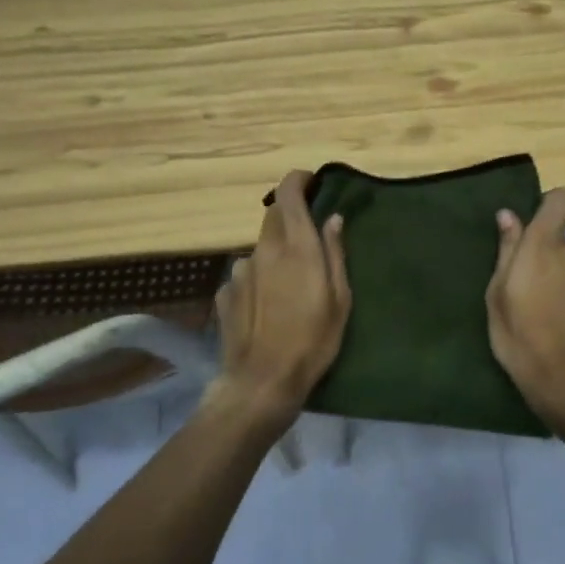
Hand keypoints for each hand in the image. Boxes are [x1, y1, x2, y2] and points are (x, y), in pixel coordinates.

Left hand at [208, 170, 350, 430]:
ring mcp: (240, 271)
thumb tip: (333, 219)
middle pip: (273, 217)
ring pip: (260, 248)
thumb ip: (335, 253)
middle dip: (290, 217)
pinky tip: (266, 306)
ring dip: (275, 253)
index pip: (288, 194)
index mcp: (296, 246)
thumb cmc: (313, 341)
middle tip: (309, 239)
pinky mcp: (224, 293)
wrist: (262, 382)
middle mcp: (264, 250)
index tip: (311, 182)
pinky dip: (258, 279)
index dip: (298, 180)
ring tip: (289, 285)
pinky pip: (245, 275)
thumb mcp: (340, 298)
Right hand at [486, 188, 564, 433]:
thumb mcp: (497, 296)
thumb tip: (508, 215)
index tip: (539, 225)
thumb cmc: (520, 339)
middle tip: (535, 290)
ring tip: (559, 310)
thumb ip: (507, 250)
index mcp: (544, 245)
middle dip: (553, 257)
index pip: (561, 199)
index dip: (551, 206)